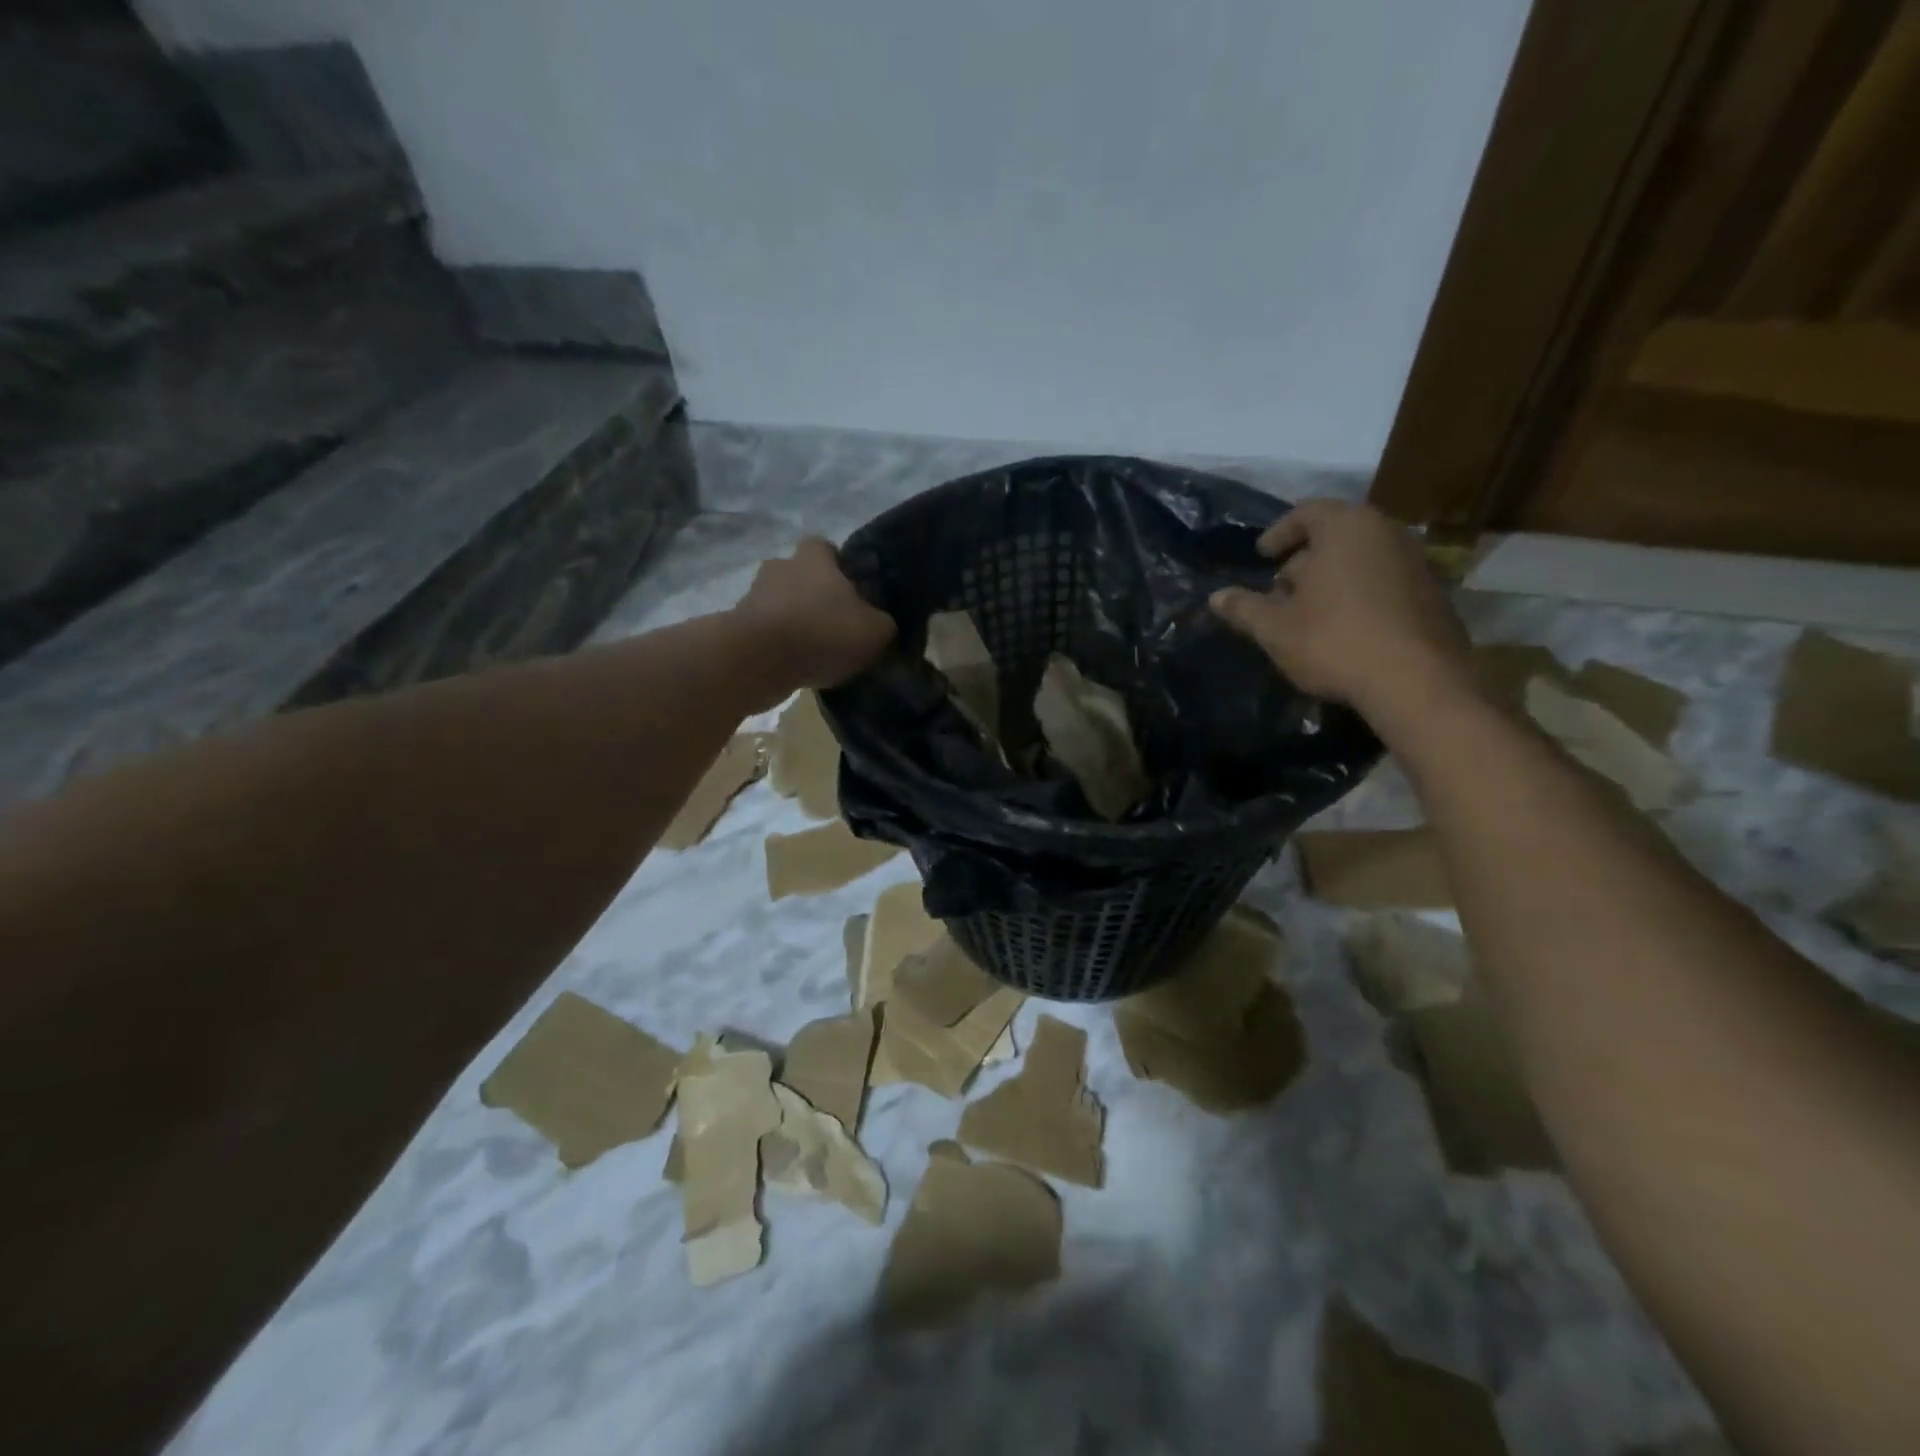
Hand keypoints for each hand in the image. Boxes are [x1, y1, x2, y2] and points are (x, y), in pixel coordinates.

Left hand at [733, 537, 896, 689]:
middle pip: (800, 575)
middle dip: (814, 596)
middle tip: (835, 623)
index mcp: (813, 558)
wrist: (758, 659)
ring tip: (814, 651)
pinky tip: (795, 666)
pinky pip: (765, 631)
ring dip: (794, 622)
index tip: (852, 589)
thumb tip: (882, 625)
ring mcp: (753, 596)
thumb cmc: (823, 632)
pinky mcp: (737, 626)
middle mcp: (780, 567)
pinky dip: (778, 645)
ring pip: (780, 603)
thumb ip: (883, 624)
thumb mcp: (875, 631)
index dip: (839, 565)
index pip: (825, 547)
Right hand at [1208, 500, 1471, 722]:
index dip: (1278, 533)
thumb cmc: (1334, 640)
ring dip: (1331, 580)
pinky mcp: (1433, 595)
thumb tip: (1216, 597)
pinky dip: (1358, 595)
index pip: (1306, 512)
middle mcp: (1387, 533)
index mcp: (1346, 527)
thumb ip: (1244, 608)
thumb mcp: (1275, 628)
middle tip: (1280, 590)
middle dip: (1304, 560)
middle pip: (1336, 535)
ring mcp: (1416, 563)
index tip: (1261, 556)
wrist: (1417, 681)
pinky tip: (1343, 629)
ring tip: (1307, 613)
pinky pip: (1384, 583)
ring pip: (1361, 560)